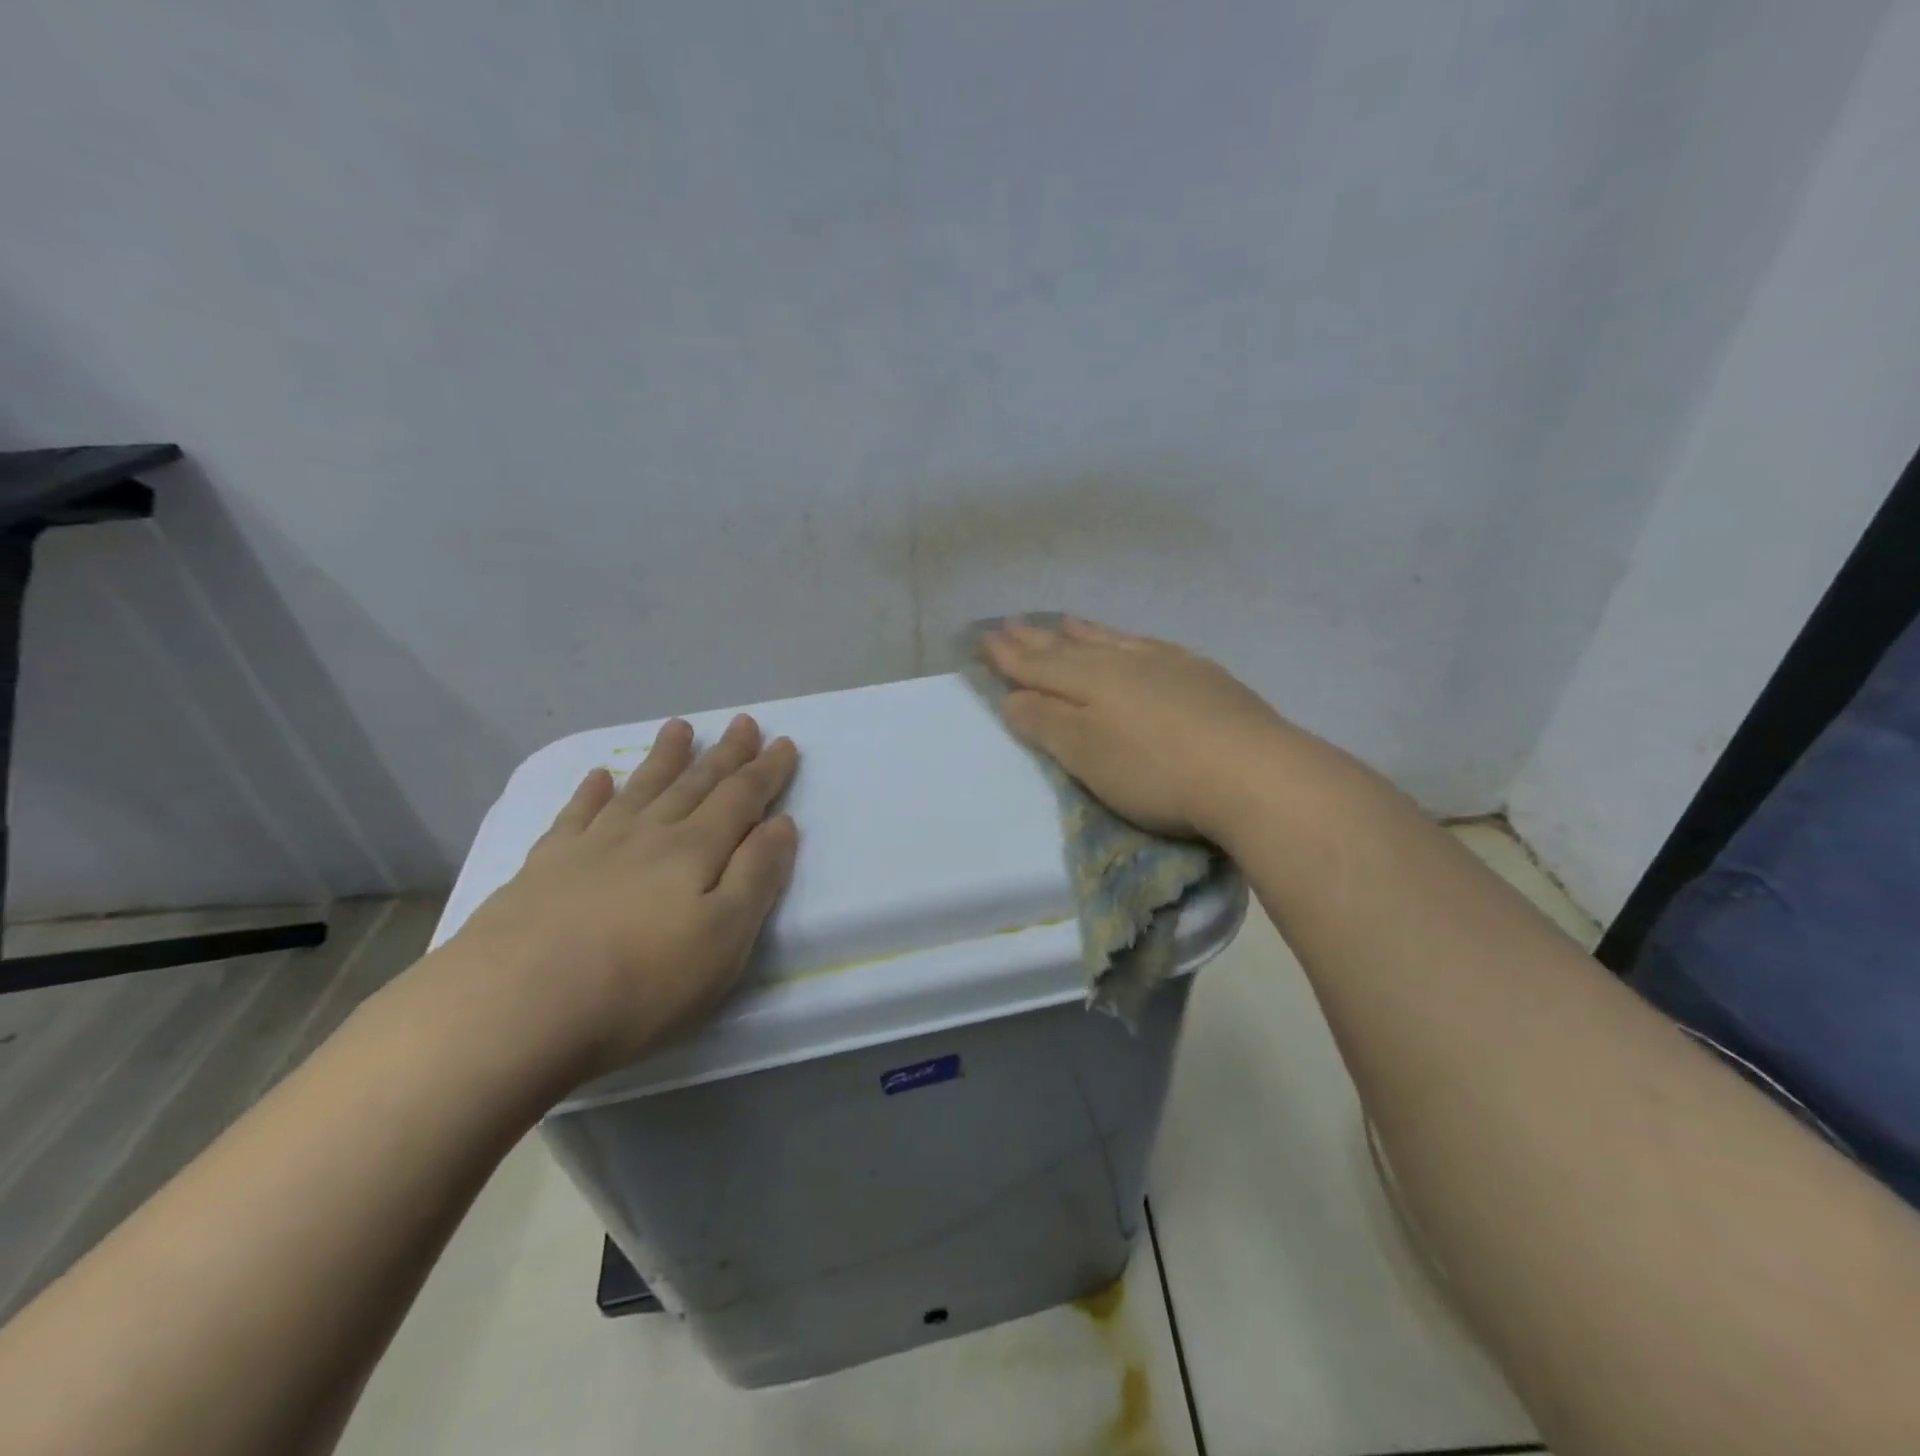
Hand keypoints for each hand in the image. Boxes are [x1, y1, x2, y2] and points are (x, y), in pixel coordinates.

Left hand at [441, 714, 798, 1083]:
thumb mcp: (724, 938)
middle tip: (743, 722)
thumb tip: (780, 823)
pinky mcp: (542, 870)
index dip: (765, 771)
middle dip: (724, 755)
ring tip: (680, 728)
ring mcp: (590, 848)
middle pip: (694, 785)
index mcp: (695, 851)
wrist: (511, 1010)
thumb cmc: (640, 984)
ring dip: (664, 758)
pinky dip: (590, 793)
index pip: (740, 799)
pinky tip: (597, 777)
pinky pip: (574, 816)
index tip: (784, 743)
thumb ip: (756, 876)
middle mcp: (646, 836)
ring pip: (639, 790)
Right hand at [981, 617, 1340, 843]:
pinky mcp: (1202, 676)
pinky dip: (1128, 641)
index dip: (1009, 656)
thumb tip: (1012, 696)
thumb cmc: (1155, 772)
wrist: (1251, 772)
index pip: (1038, 666)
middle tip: (1009, 623)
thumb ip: (1046, 722)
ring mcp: (1167, 665)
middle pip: (1070, 649)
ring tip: (1062, 622)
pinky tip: (1132, 642)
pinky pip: (1150, 646)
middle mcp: (1124, 663)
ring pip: (1111, 642)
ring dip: (1081, 633)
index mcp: (1089, 683)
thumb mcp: (1086, 755)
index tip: (984, 638)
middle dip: (1035, 640)